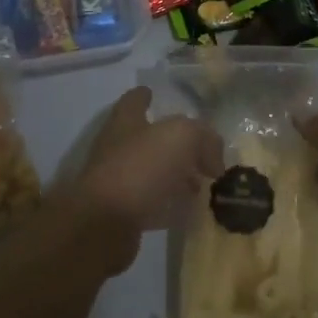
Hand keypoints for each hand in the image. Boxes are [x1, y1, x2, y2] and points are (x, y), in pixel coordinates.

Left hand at [62, 87, 222, 271]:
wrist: (104, 224)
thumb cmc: (140, 168)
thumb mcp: (182, 138)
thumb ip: (203, 138)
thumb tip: (214, 159)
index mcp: (126, 122)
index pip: (134, 100)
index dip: (144, 96)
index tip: (154, 94)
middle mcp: (118, 148)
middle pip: (147, 139)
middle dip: (173, 144)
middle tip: (202, 153)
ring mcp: (118, 182)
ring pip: (151, 172)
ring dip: (175, 176)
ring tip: (201, 184)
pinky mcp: (122, 214)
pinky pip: (152, 204)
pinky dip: (171, 205)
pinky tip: (190, 211)